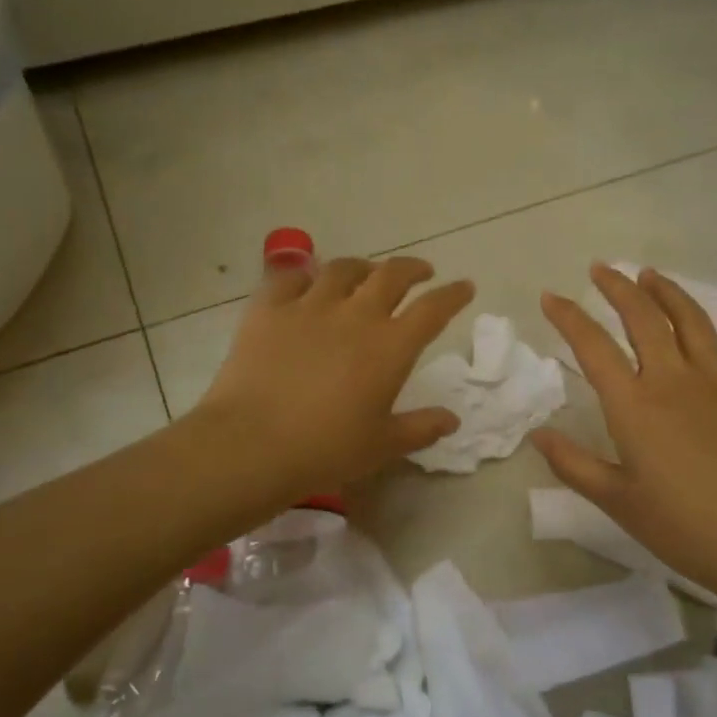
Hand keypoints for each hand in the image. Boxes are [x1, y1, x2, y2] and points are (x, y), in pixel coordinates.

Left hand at [195, 256, 474, 496]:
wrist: (251, 444)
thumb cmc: (325, 450)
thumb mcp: (382, 445)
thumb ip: (420, 428)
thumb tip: (452, 419)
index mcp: (390, 347)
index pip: (433, 309)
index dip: (453, 295)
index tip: (464, 286)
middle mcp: (356, 315)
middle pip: (392, 275)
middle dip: (413, 269)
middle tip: (421, 272)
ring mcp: (310, 306)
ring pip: (344, 269)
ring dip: (363, 267)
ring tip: (367, 272)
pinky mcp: (269, 309)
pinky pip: (290, 277)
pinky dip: (305, 275)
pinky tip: (307, 282)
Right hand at [531, 264, 716, 602]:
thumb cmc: (685, 528)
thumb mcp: (618, 502)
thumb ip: (574, 464)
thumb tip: (537, 433)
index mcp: (634, 406)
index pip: (593, 346)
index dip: (568, 317)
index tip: (551, 296)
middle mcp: (674, 380)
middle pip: (643, 318)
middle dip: (618, 287)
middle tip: (601, 268)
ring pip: (692, 321)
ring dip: (669, 292)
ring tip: (651, 275)